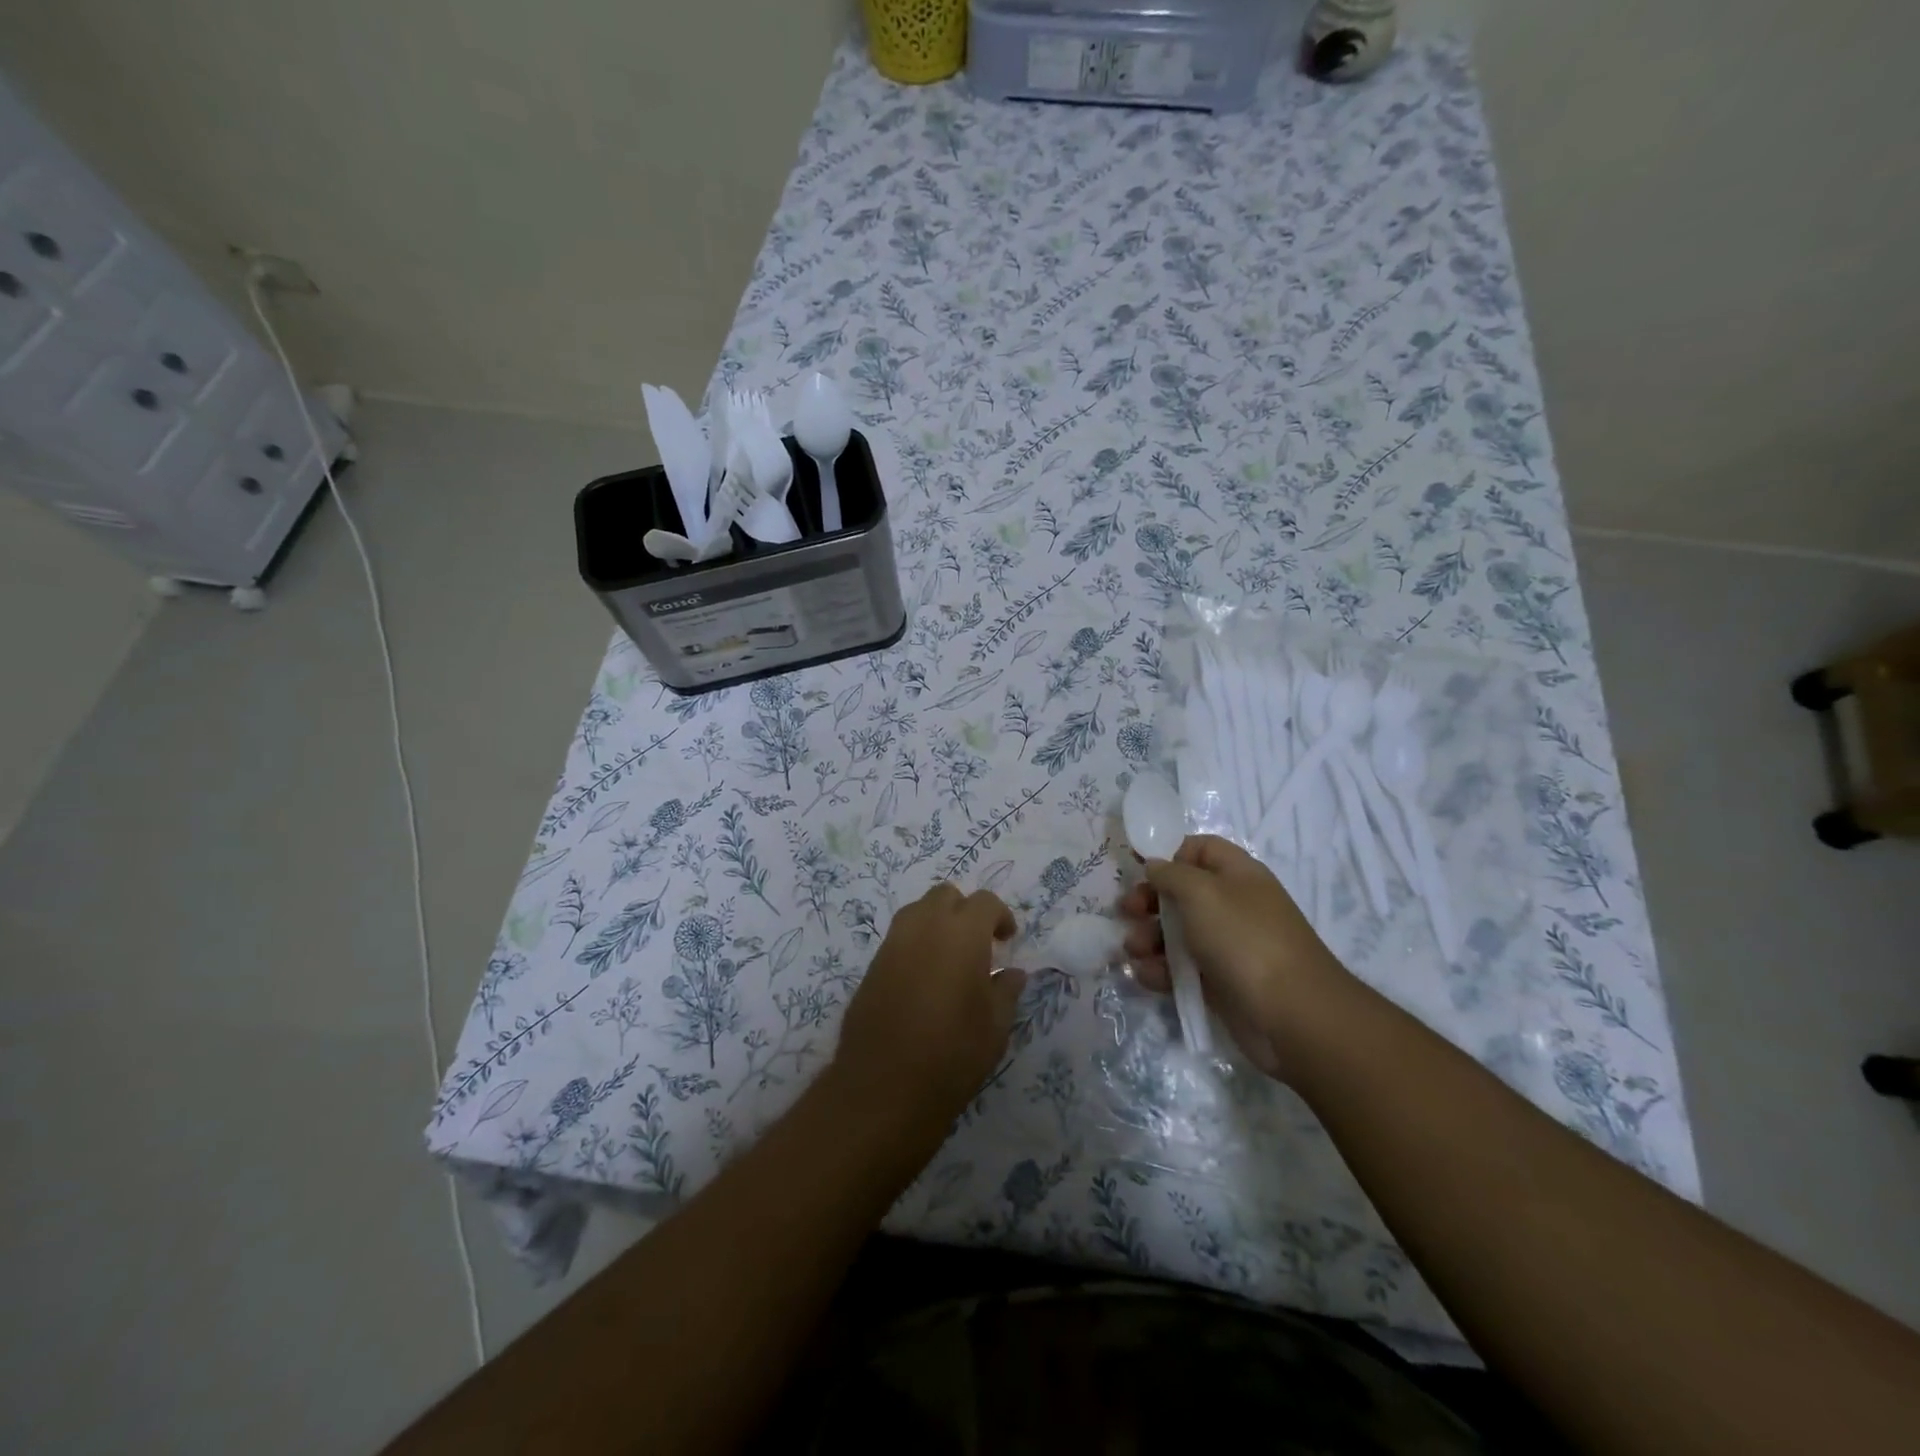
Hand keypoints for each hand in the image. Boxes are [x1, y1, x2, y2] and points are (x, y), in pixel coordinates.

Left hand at [835, 883, 1027, 1123]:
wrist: (884, 1085)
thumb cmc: (953, 1053)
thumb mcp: (995, 1026)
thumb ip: (1006, 990)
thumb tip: (1012, 972)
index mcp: (962, 932)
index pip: (985, 902)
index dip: (1000, 916)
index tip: (1007, 940)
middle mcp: (925, 925)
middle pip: (946, 896)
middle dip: (965, 911)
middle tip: (978, 943)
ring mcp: (893, 943)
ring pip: (918, 911)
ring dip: (937, 922)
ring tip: (950, 958)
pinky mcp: (872, 965)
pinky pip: (899, 938)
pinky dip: (916, 944)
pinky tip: (924, 979)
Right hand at [1118, 834, 1351, 1077]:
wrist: (1292, 1015)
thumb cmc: (1244, 938)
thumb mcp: (1201, 893)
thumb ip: (1171, 874)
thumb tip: (1155, 865)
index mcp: (1237, 874)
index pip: (1200, 849)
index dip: (1169, 853)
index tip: (1138, 866)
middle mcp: (1232, 906)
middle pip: (1181, 893)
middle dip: (1149, 900)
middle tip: (1126, 911)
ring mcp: (1227, 946)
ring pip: (1177, 933)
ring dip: (1148, 938)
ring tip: (1133, 950)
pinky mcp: (1219, 982)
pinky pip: (1181, 968)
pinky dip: (1160, 970)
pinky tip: (1145, 975)